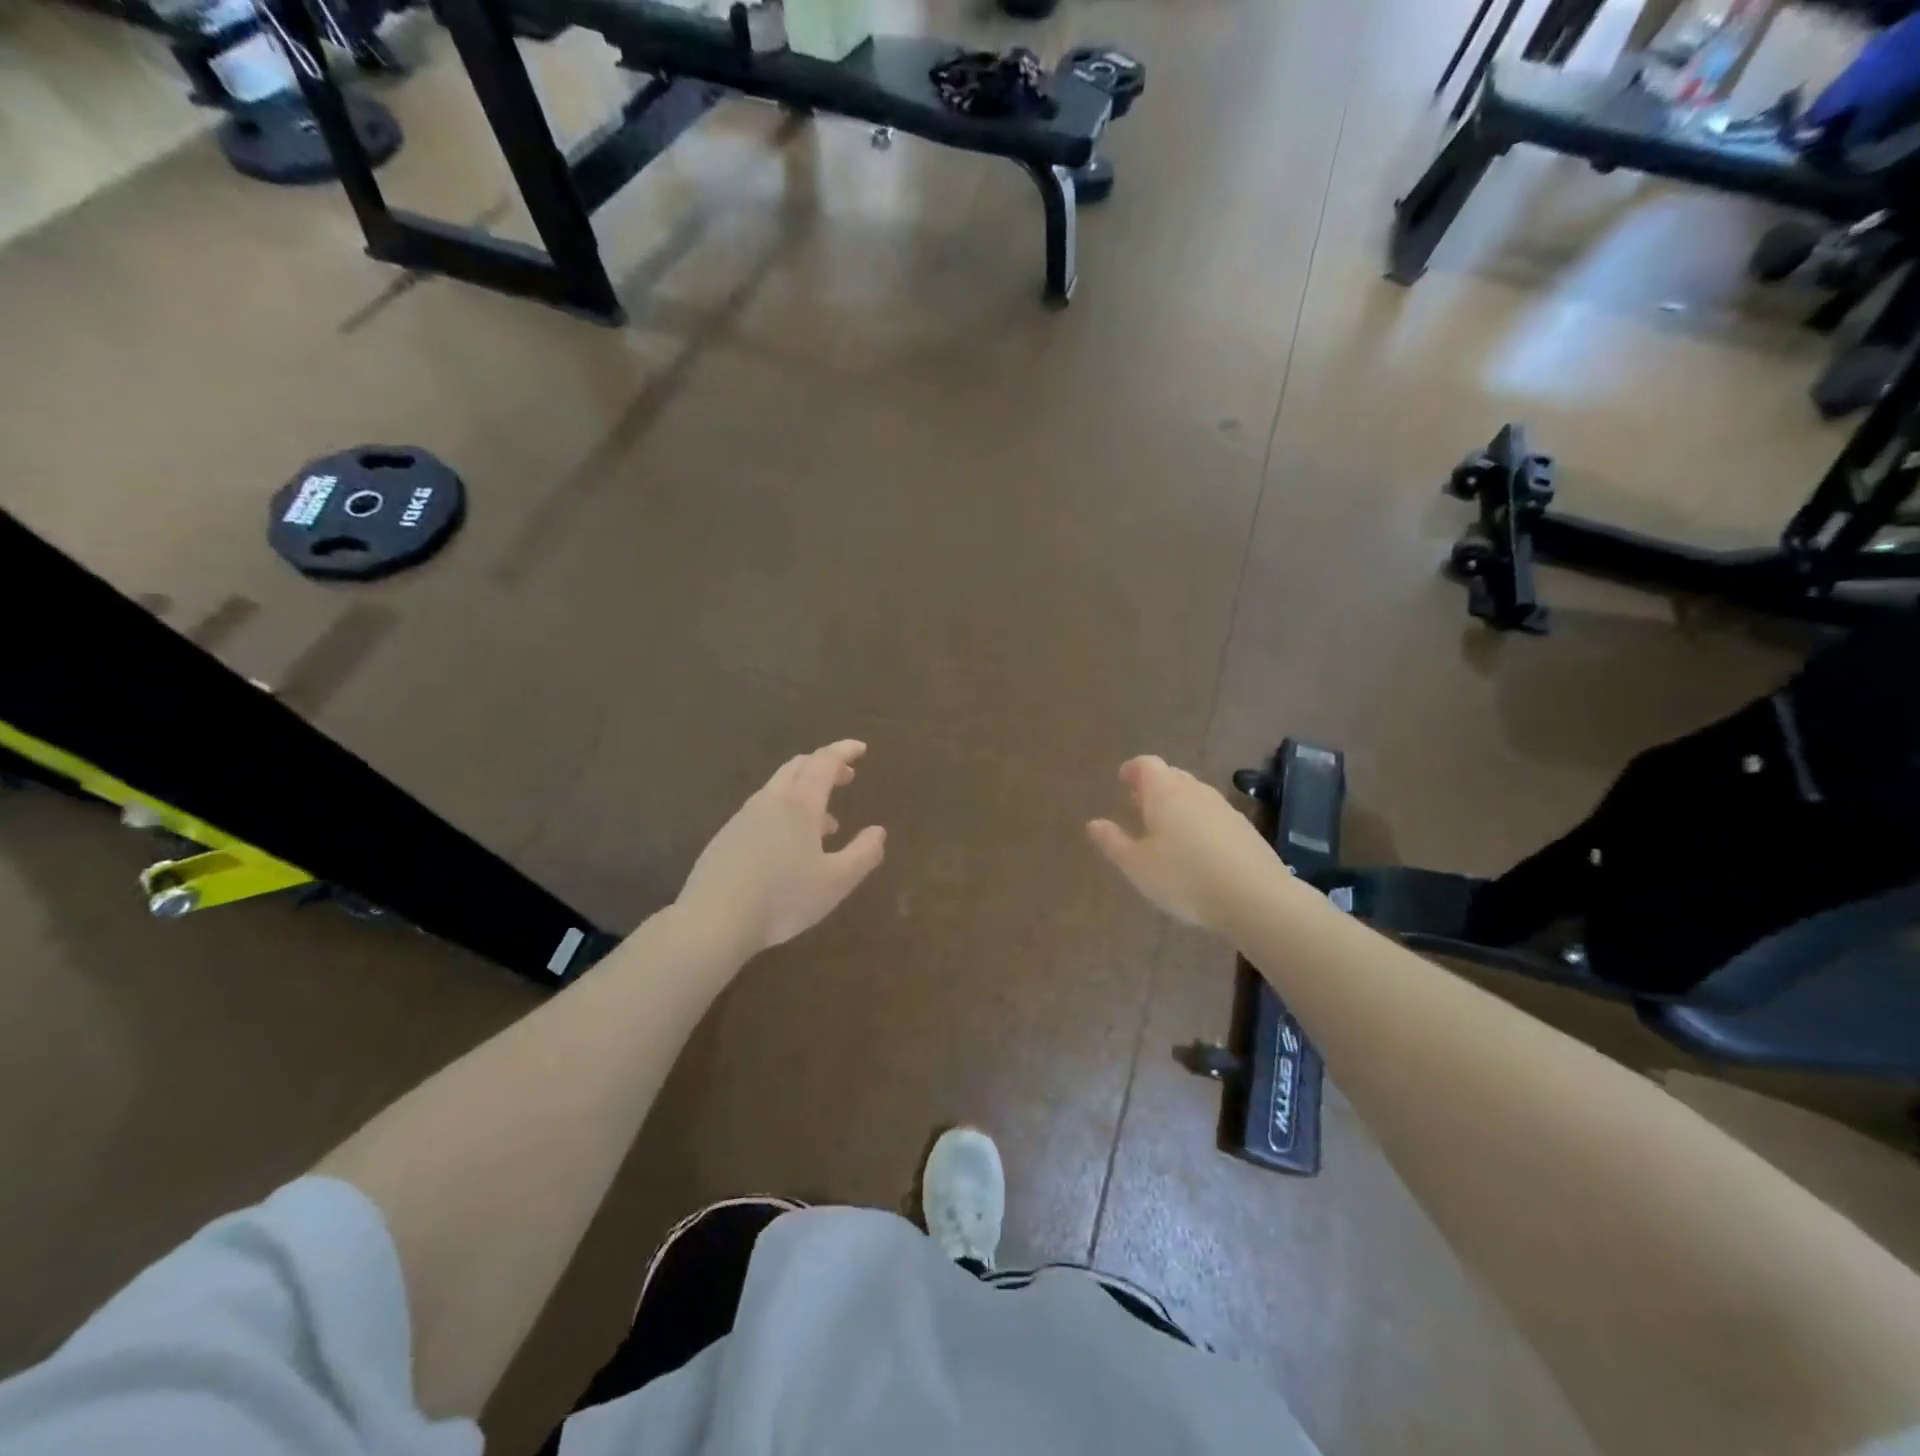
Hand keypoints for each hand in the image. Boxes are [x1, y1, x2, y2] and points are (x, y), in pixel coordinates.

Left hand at [677, 740, 886, 959]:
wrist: (712, 920)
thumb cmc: (783, 898)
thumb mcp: (836, 882)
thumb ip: (863, 854)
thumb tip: (878, 832)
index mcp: (800, 804)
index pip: (825, 762)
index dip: (844, 751)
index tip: (860, 748)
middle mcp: (770, 801)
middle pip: (797, 767)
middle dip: (824, 766)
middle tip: (846, 777)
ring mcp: (743, 818)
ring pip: (778, 789)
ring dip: (805, 793)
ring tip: (826, 823)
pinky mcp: (726, 838)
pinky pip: (762, 811)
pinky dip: (784, 813)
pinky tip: (789, 847)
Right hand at [1088, 755, 1277, 934]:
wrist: (1255, 897)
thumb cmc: (1183, 877)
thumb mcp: (1137, 865)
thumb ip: (1113, 841)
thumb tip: (1093, 823)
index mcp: (1165, 792)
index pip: (1146, 764)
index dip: (1133, 769)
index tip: (1123, 780)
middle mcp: (1195, 791)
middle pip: (1172, 776)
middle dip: (1154, 787)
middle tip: (1139, 806)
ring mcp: (1224, 808)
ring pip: (1194, 796)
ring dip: (1178, 805)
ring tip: (1165, 830)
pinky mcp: (1245, 829)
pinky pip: (1213, 816)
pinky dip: (1199, 823)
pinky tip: (1197, 851)